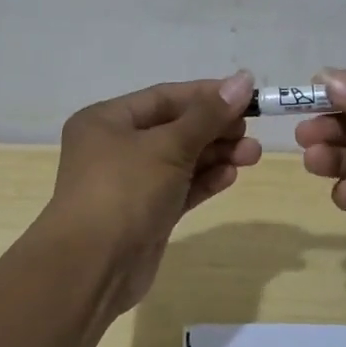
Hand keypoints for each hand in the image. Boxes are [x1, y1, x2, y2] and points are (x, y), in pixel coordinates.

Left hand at [45, 71, 261, 309]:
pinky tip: (231, 175)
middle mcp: (115, 147)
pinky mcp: (145, 214)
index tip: (247, 96)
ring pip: (180, 160)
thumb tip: (243, 79)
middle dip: (215, 129)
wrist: (93, 266)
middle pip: (174, 128)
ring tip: (252, 155)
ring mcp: (130, 183)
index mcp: (107, 120)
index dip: (207, 95)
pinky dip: (204, 180)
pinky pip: (179, 188)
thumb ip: (208, 115)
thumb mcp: (168, 146)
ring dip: (215, 155)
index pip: (165, 97)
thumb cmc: (125, 191)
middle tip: (251, 133)